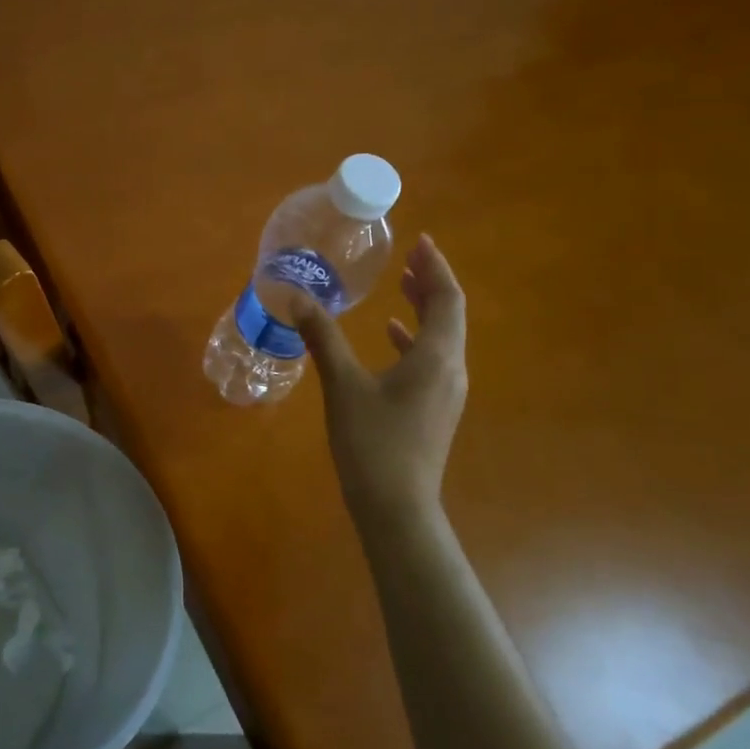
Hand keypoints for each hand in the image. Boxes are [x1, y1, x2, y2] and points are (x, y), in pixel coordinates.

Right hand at [297, 233, 467, 521]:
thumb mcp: (343, 385)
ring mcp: (445, 392)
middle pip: (449, 315)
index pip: (447, 299)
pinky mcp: (434, 409)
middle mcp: (450, 370)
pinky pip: (430, 360)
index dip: (435, 268)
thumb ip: (323, 338)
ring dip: (423, 308)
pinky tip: (390, 335)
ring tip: (402, 285)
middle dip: (430, 283)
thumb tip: (298, 298)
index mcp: (437, 357)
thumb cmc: (373, 442)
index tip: (420, 242)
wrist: (396, 506)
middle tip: (409, 257)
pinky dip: (412, 339)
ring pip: (441, 337)